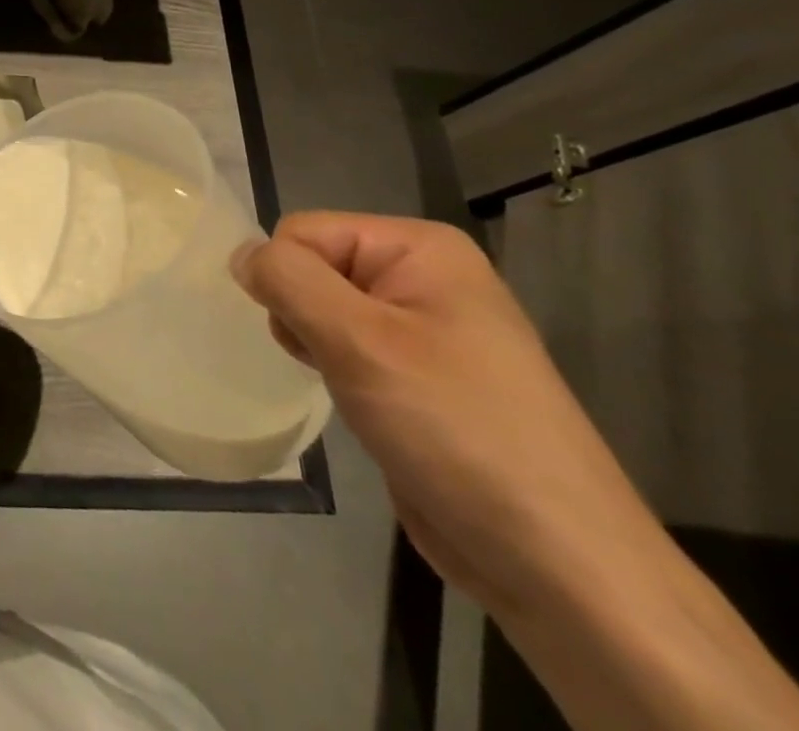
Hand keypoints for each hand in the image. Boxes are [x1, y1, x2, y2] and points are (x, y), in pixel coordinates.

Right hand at [234, 211, 658, 613]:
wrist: (558, 566)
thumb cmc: (455, 430)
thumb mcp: (359, 342)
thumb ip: (288, 280)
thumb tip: (240, 254)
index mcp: (420, 248)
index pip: (303, 232)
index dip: (290, 282)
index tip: (315, 339)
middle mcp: (424, 276)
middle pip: (313, 267)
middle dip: (304, 316)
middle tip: (338, 367)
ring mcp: (425, 329)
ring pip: (324, 309)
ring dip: (319, 347)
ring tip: (356, 392)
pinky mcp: (419, 377)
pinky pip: (347, 347)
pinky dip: (337, 370)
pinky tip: (362, 407)